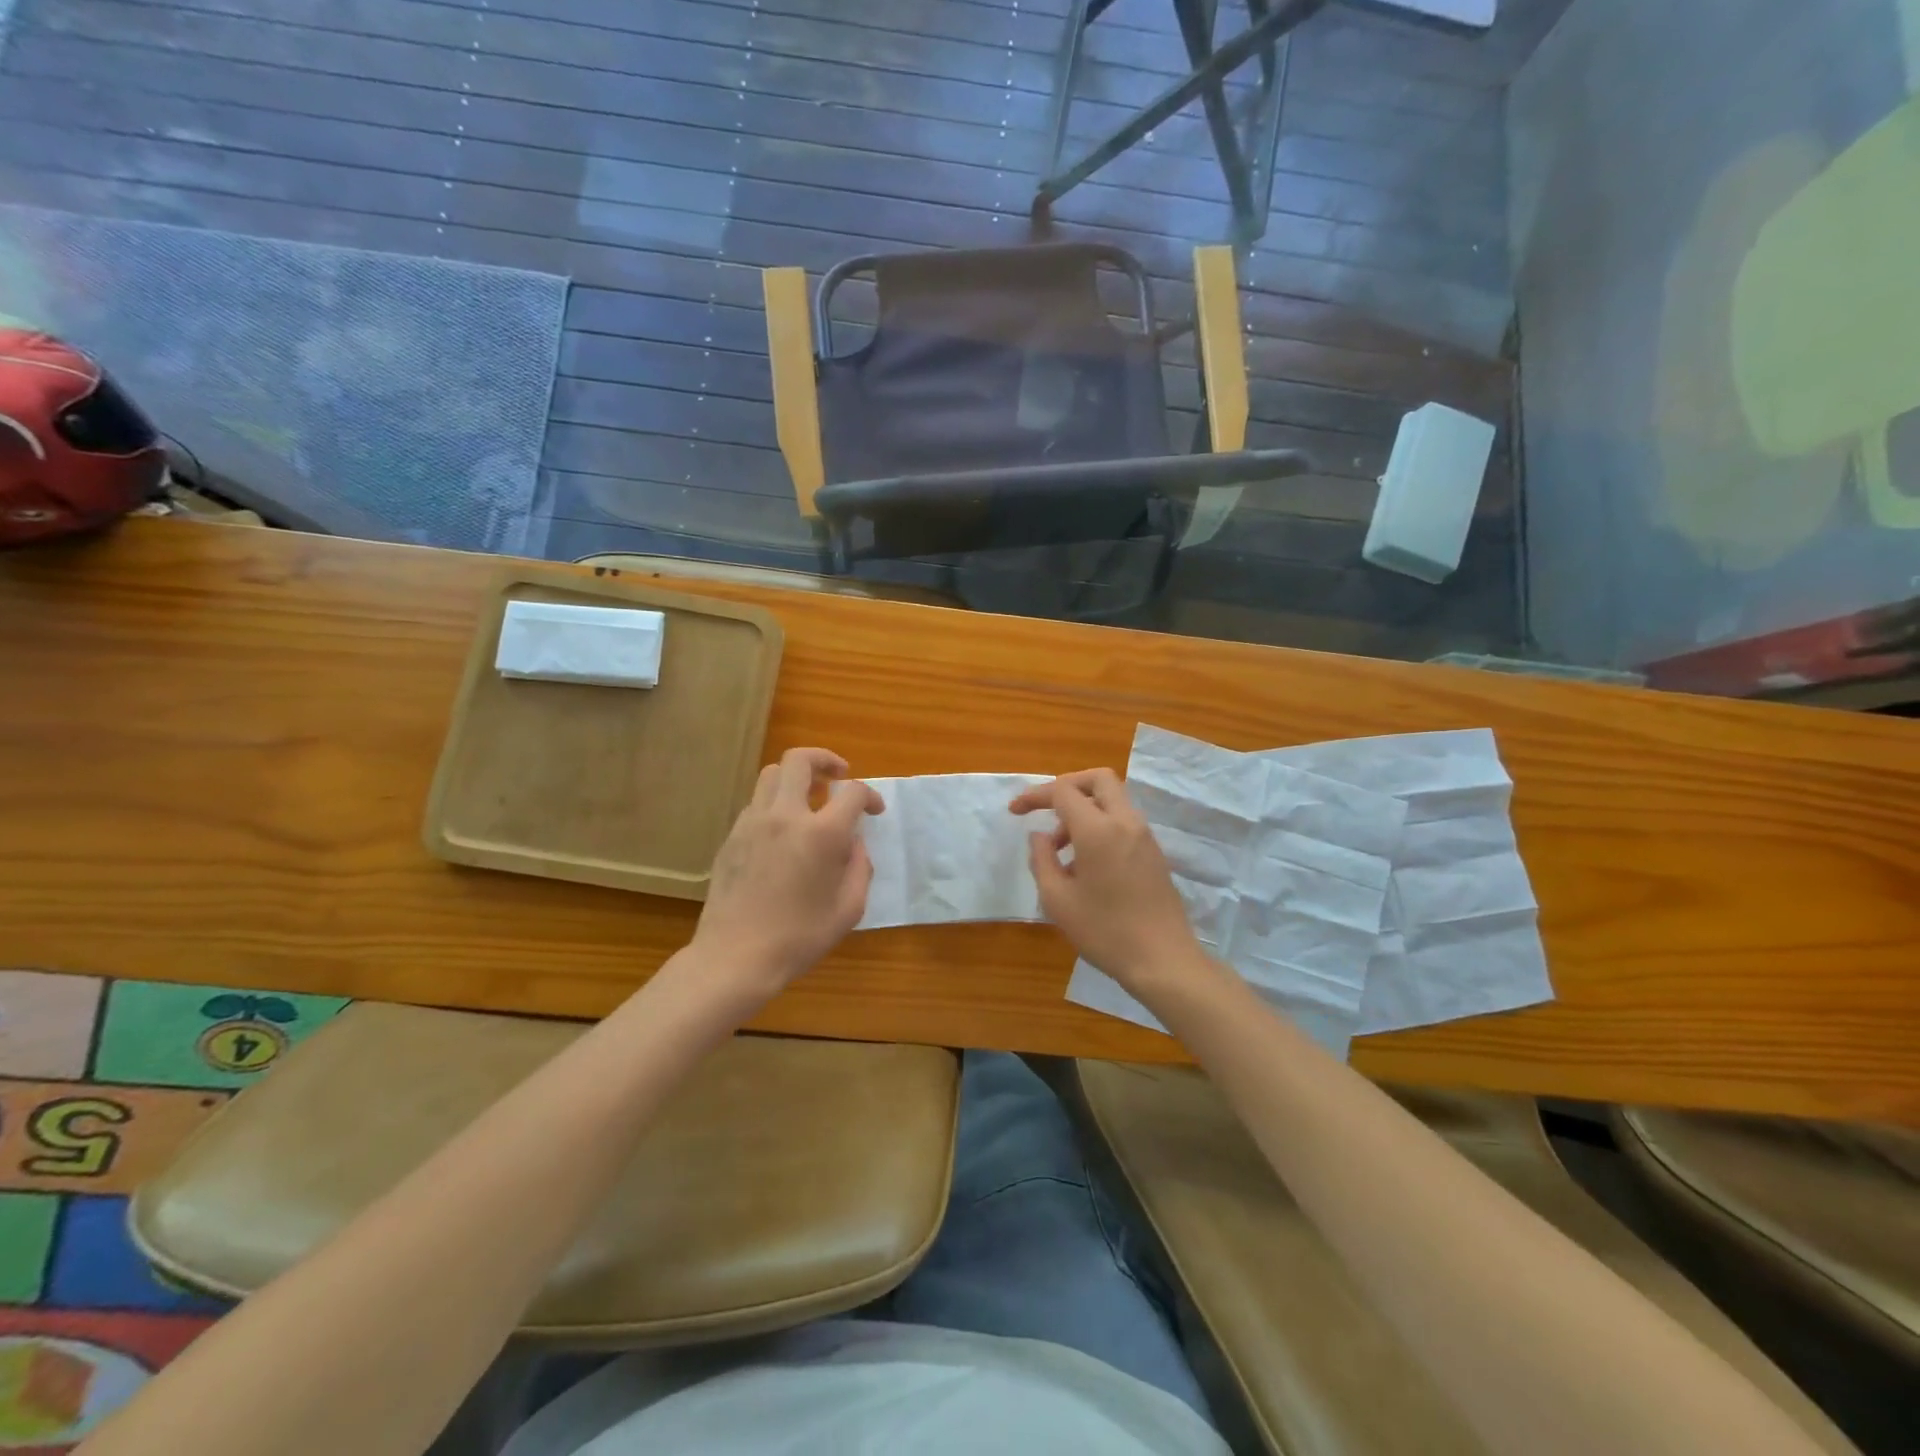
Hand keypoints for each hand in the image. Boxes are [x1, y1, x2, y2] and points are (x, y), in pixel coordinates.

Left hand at [691, 747, 883, 1000]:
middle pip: (800, 760)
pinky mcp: (731, 836)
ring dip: (795, 777)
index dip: (870, 796)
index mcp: (821, 834)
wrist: (736, 957)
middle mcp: (785, 816)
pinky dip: (775, 803)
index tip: (874, 810)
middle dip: (825, 759)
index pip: (852, 792)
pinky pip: (756, 803)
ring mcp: (752, 823)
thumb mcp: (849, 909)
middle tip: (838, 775)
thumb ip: (859, 868)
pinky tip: (783, 832)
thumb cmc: (799, 938)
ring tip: (809, 798)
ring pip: (772, 774)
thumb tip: (853, 844)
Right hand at [1010, 769, 1206, 995]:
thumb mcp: (1057, 900)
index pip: (1063, 791)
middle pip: (1098, 779)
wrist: (1163, 960)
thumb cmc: (1104, 931)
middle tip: (1047, 809)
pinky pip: (1123, 822)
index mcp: (1098, 829)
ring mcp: (1145, 836)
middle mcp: (1125, 822)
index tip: (1015, 811)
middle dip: (1067, 785)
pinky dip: (1101, 825)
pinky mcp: (1154, 853)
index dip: (1035, 795)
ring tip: (1061, 850)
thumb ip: (1042, 860)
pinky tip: (1086, 864)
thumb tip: (1040, 836)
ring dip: (1084, 810)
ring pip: (1113, 800)